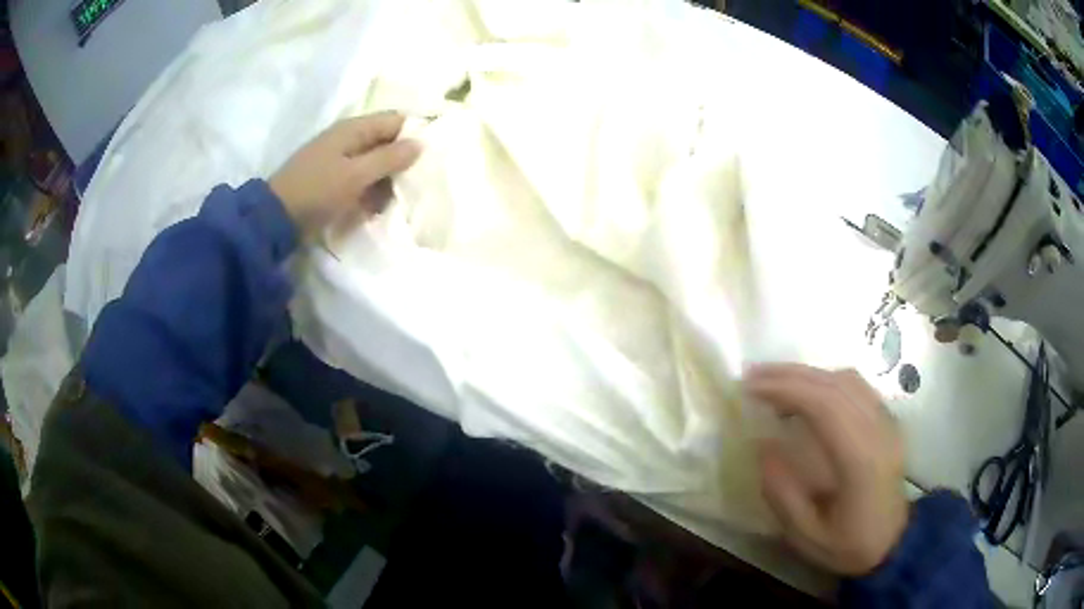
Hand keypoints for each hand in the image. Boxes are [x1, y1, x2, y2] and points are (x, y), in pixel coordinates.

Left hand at [269, 111, 420, 236]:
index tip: (430, 158)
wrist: (276, 217)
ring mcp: (339, 158)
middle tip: (416, 184)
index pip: (395, 121)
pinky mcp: (333, 178)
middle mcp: (348, 138)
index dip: (414, 135)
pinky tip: (376, 208)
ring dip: (386, 180)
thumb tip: (420, 144)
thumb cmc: (317, 191)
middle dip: (401, 161)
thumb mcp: (356, 175)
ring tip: (397, 201)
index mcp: (354, 128)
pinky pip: (360, 178)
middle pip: (386, 142)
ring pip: (375, 163)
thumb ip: (390, 158)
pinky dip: (370, 191)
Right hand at [746, 363, 907, 576]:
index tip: (750, 388)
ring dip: (809, 374)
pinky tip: (809, 394)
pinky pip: (858, 387)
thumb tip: (763, 445)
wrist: (894, 544)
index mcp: (860, 460)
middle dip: (791, 374)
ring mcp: (888, 422)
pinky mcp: (889, 422)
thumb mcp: (806, 536)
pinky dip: (827, 381)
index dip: (786, 389)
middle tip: (753, 376)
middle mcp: (878, 431)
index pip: (825, 406)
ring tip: (776, 383)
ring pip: (848, 379)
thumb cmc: (849, 545)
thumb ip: (783, 494)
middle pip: (835, 384)